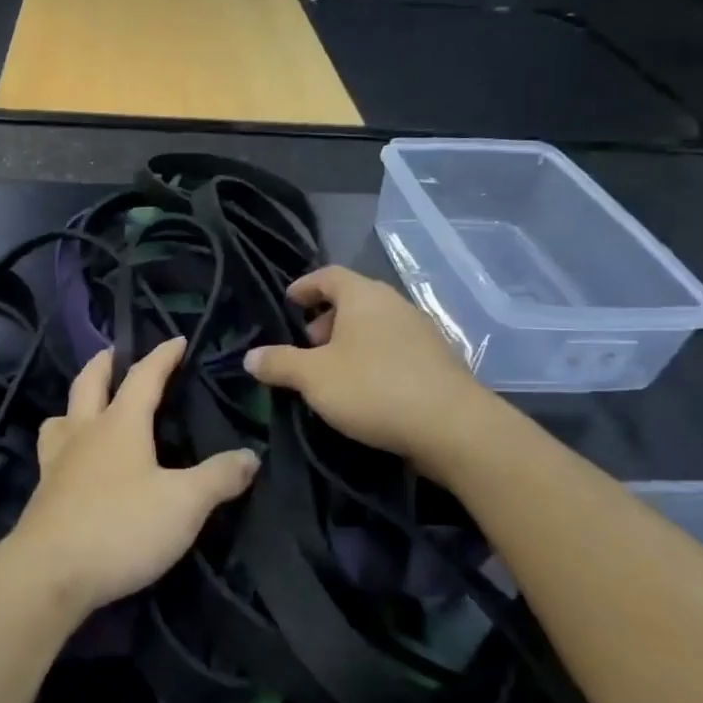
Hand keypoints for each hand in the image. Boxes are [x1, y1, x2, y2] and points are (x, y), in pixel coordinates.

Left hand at [9, 339, 258, 614]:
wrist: (50, 573)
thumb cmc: (121, 526)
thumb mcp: (184, 504)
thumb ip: (218, 478)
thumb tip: (249, 456)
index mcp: (120, 424)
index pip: (143, 377)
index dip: (162, 356)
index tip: (176, 340)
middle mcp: (84, 433)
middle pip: (88, 383)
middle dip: (103, 363)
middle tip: (113, 352)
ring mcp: (57, 462)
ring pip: (60, 417)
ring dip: (74, 403)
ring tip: (85, 407)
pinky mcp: (44, 493)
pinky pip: (52, 452)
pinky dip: (63, 443)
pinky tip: (73, 463)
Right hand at [245, 266, 489, 459]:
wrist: (452, 427)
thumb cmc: (373, 388)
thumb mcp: (313, 377)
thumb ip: (279, 363)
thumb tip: (250, 357)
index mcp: (364, 296)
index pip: (329, 275)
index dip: (305, 286)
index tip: (289, 302)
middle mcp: (395, 304)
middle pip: (353, 300)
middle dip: (326, 319)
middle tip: (307, 346)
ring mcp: (422, 331)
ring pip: (375, 326)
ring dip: (350, 342)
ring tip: (332, 371)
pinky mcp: (438, 361)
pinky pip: (395, 348)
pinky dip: (373, 359)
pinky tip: (365, 389)